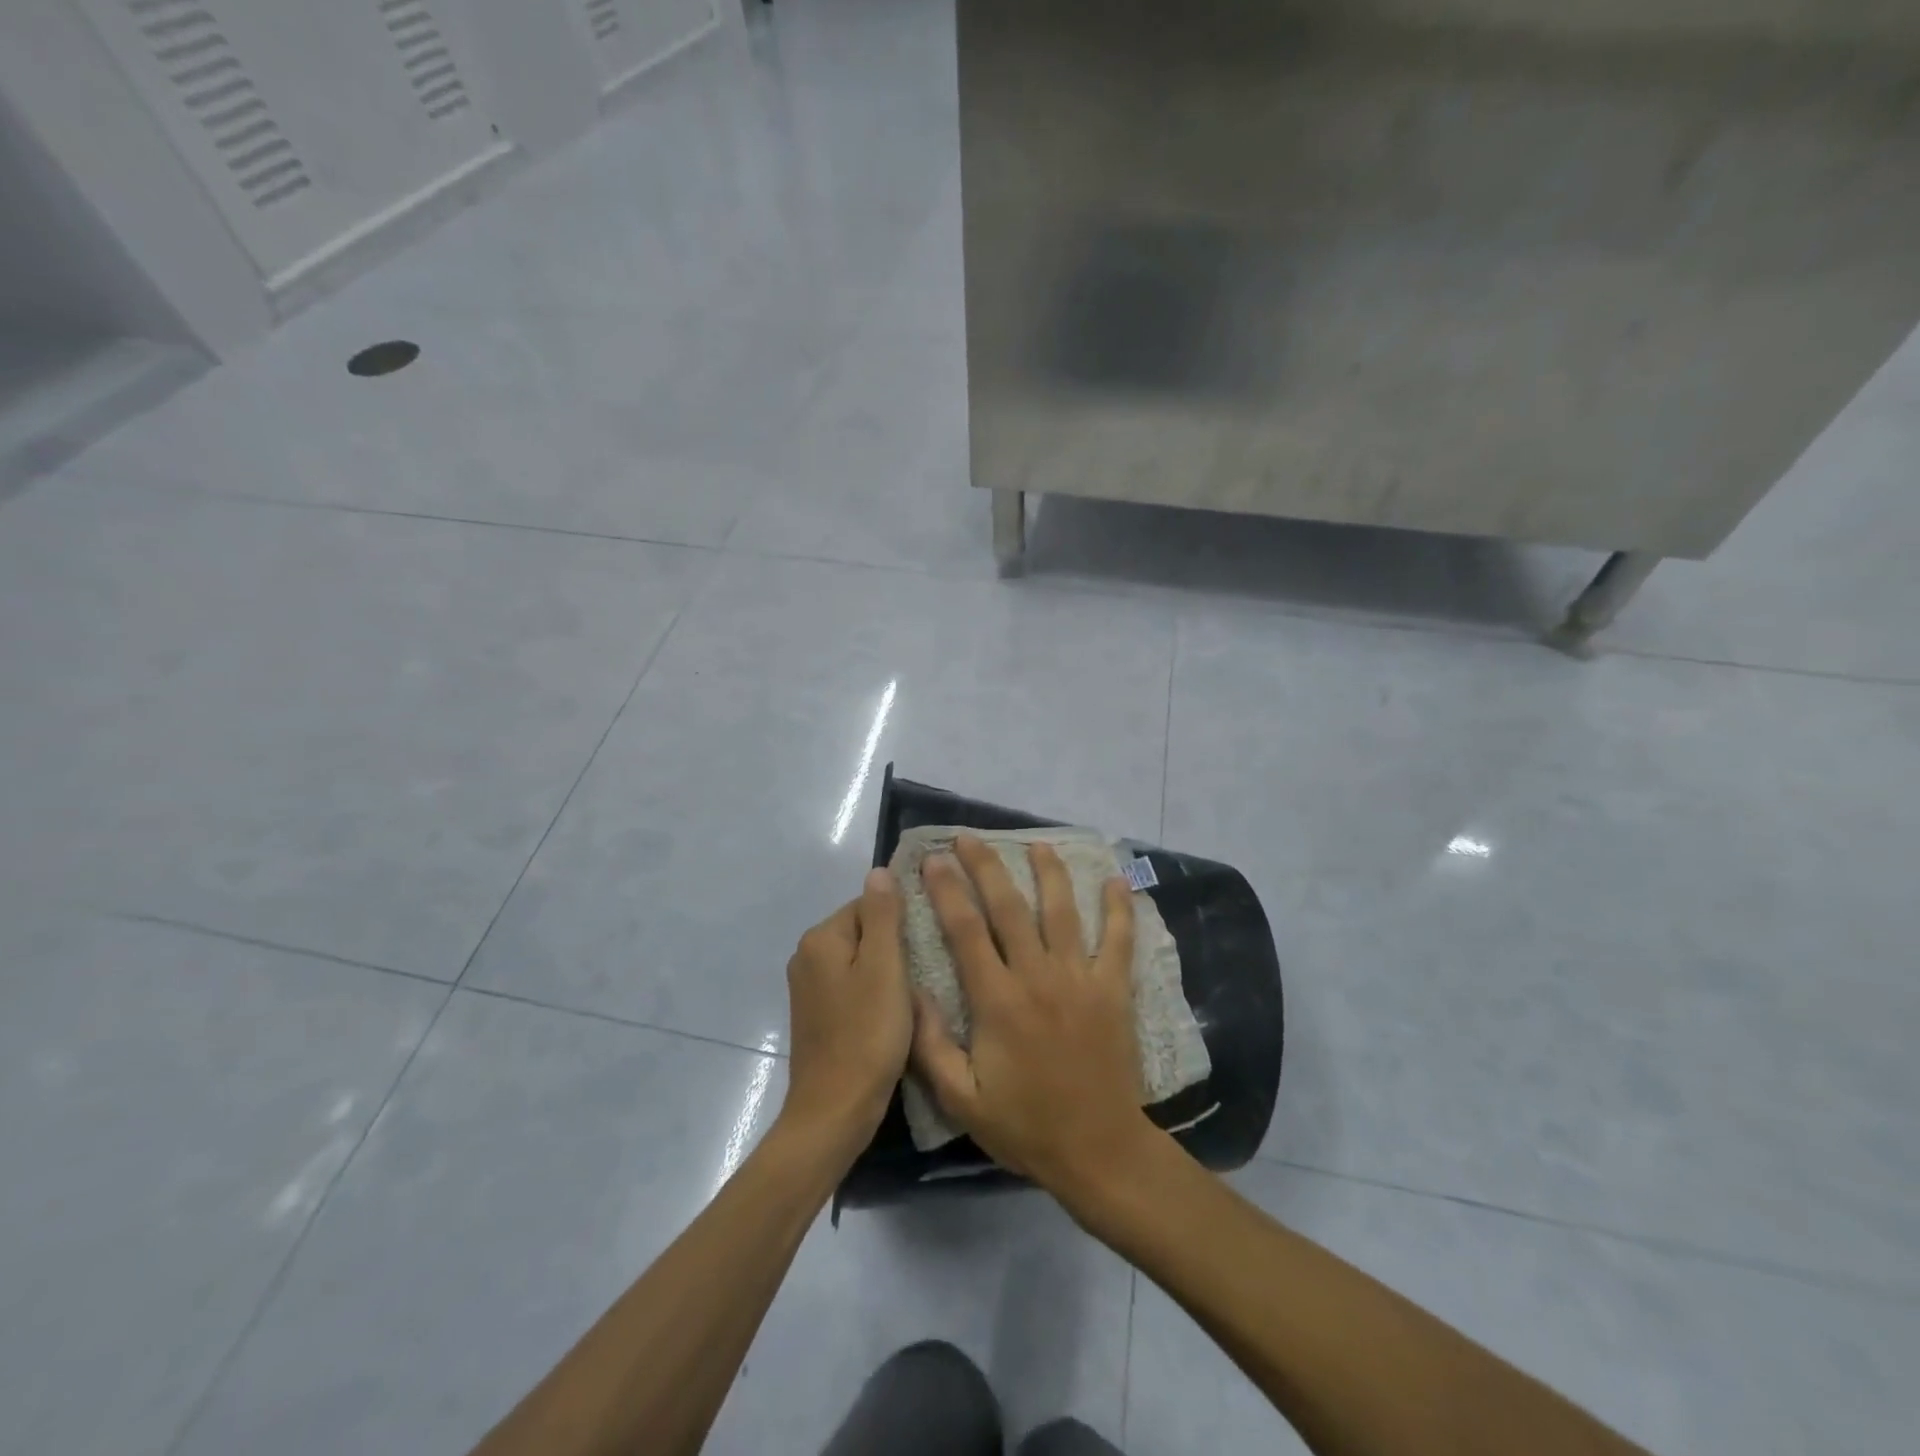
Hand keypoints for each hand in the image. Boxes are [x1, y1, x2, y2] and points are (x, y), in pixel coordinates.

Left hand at [780, 868, 912, 1151]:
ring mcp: (809, 988)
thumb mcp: (885, 968)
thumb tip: (879, 871)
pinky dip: (874, 994)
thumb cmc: (867, 1036)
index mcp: (821, 939)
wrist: (835, 1112)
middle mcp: (807, 956)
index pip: (869, 905)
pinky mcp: (817, 1015)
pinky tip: (894, 1014)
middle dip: (895, 947)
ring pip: (861, 961)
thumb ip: (883, 916)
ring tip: (915, 994)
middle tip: (925, 971)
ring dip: (888, 972)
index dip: (902, 922)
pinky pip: (853, 987)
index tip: (927, 945)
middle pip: (864, 931)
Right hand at [910, 835, 1150, 1195]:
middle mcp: (1037, 977)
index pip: (966, 931)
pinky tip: (1116, 880)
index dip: (947, 891)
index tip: (933, 860)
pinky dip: (1119, 908)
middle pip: (1008, 907)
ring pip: (1062, 911)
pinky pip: (1118, 940)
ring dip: (1048, 873)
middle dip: (986, 867)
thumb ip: (930, 1045)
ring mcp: (1080, 979)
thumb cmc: (1025, 1125)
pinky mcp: (1114, 990)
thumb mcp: (961, 1099)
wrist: (1097, 1151)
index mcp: (997, 1001)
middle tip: (968, 838)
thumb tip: (911, 990)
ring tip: (1037, 844)